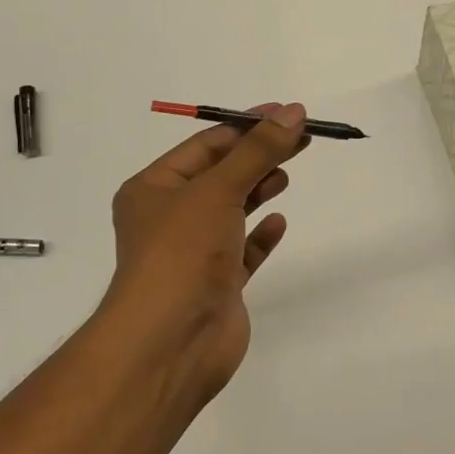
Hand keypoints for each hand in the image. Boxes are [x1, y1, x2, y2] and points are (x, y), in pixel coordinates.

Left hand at [92, 103, 306, 407]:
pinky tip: (279, 223)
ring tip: (286, 175)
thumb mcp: (219, 190)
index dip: (245, 127)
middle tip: (300, 139)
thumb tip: (293, 112)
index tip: (286, 114)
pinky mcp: (216, 284)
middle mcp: (169, 218)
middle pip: (221, 175)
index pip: (205, 146)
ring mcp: (193, 253)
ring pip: (231, 211)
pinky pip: (242, 251)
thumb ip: (258, 151)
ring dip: (258, 190)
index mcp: (153, 189)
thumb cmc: (182, 252)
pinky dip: (260, 235)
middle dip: (258, 156)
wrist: (170, 341)